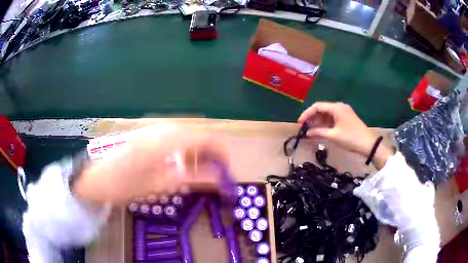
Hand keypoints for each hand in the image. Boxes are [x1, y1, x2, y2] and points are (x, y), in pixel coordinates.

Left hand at [72, 124, 227, 204]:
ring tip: (197, 170)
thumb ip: (192, 178)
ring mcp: (153, 126)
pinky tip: (179, 162)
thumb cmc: (124, 185)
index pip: (205, 137)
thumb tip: (219, 177)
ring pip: (187, 131)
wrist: (95, 177)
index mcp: (166, 139)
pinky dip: (184, 146)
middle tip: (213, 171)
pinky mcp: (148, 131)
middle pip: (198, 131)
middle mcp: (162, 126)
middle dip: (211, 150)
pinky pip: (175, 134)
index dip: (221, 152)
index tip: (227, 169)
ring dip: (197, 148)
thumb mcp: (160, 185)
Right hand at [298, 102, 392, 168]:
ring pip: (327, 114)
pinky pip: (333, 118)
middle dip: (312, 118)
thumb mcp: (333, 135)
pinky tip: (320, 130)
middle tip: (303, 127)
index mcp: (336, 108)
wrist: (368, 144)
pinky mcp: (346, 118)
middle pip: (322, 109)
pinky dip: (325, 123)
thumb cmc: (350, 138)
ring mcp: (344, 112)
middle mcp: (339, 107)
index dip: (307, 114)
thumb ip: (318, 132)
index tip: (299, 123)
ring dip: (318, 121)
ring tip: (310, 130)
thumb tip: (306, 133)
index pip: (317, 106)